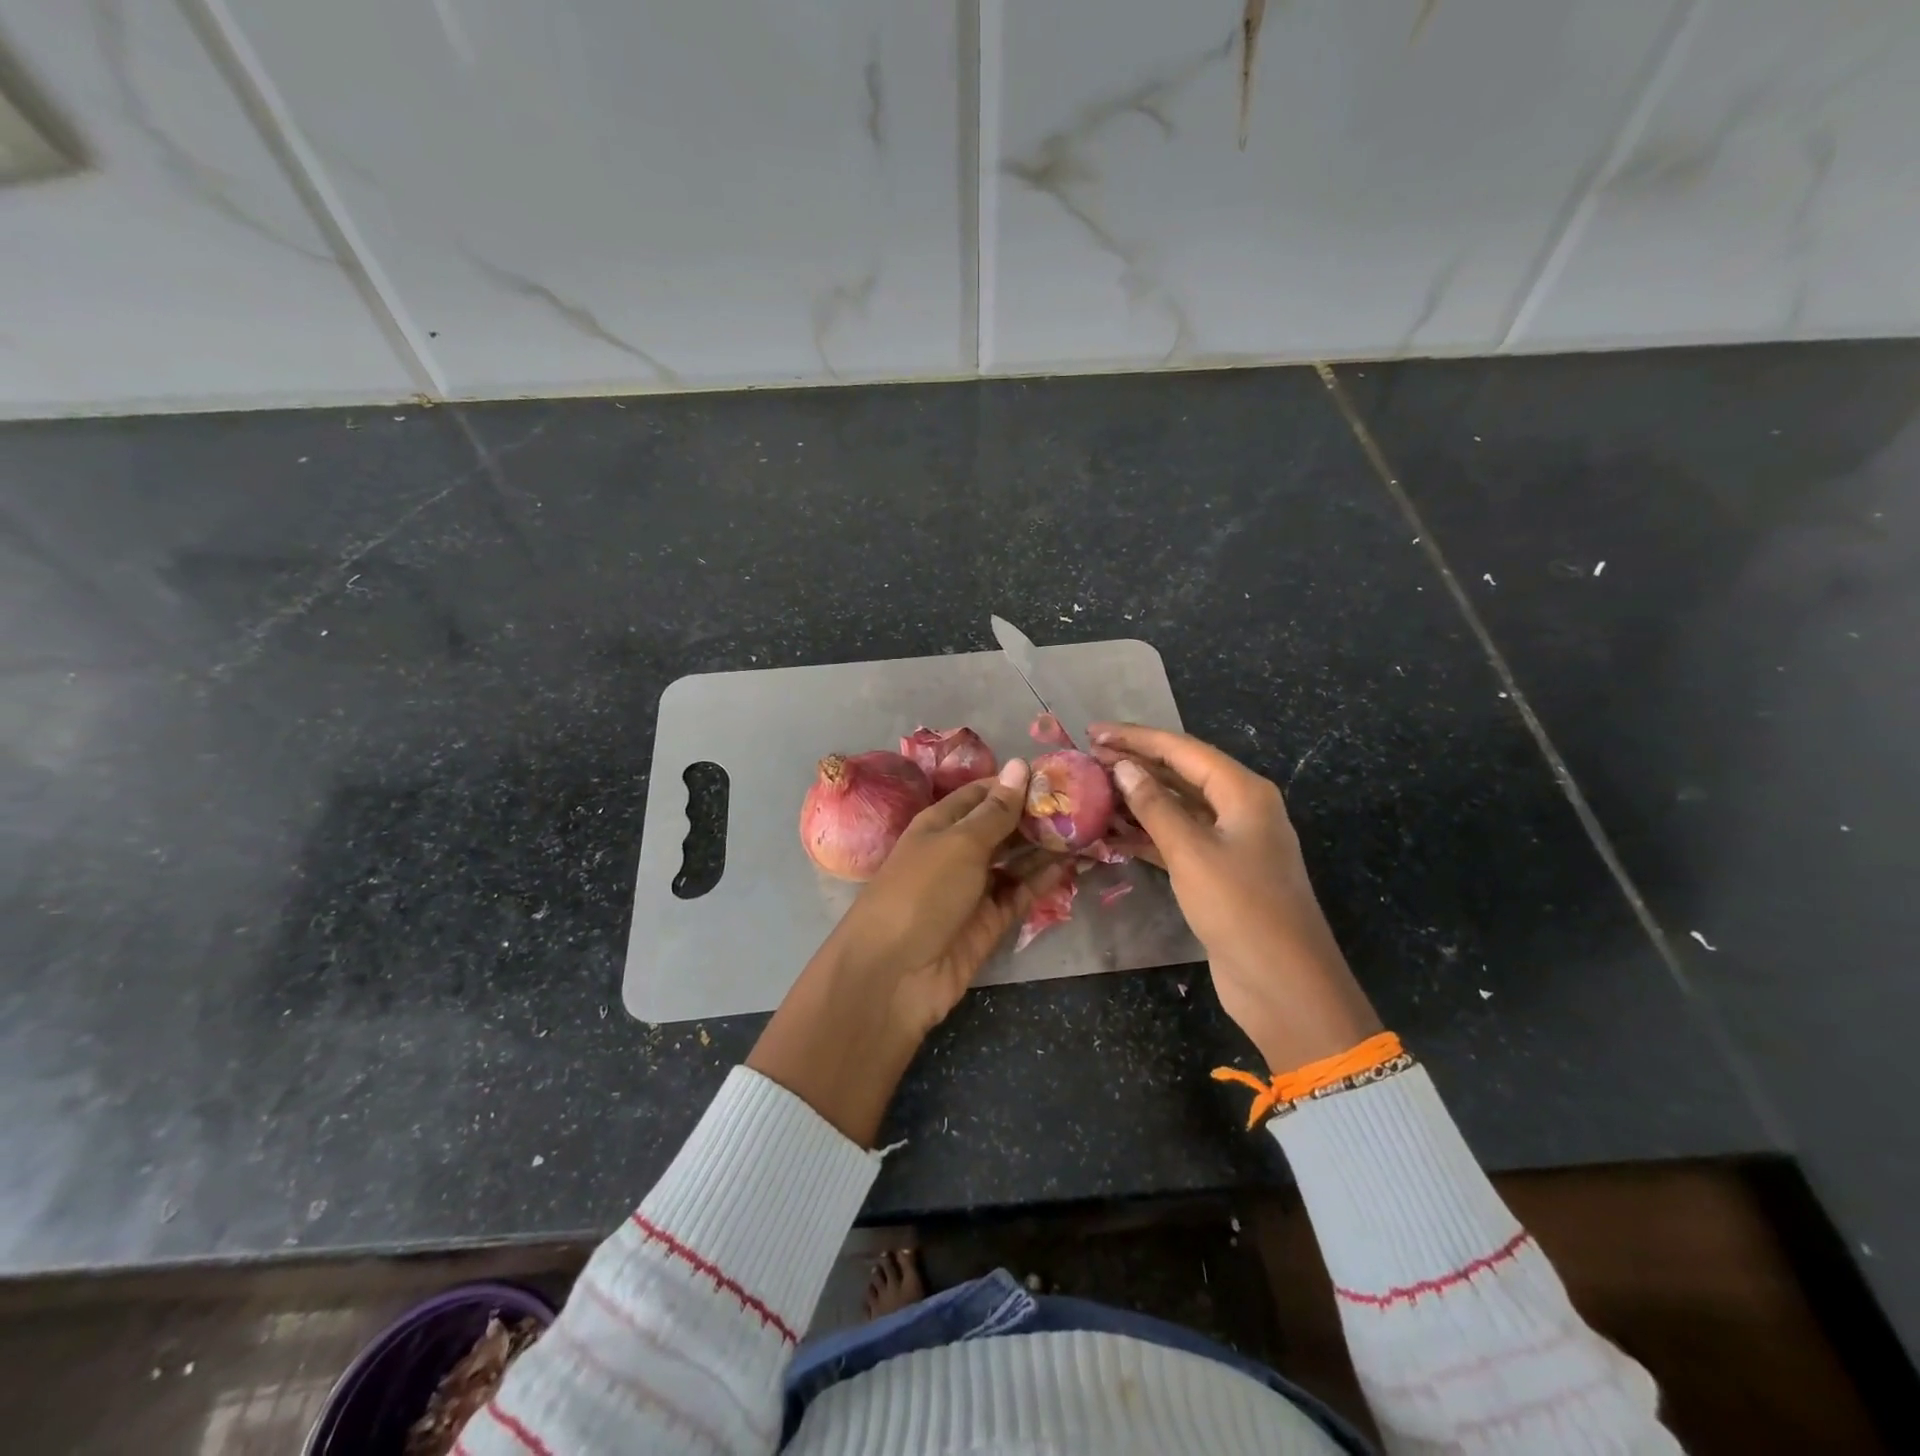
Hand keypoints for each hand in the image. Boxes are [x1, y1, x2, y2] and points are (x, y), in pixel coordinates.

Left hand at [748, 760, 1056, 1144]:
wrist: (894, 974)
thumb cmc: (922, 891)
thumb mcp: (960, 843)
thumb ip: (996, 810)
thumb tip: (1021, 764)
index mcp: (941, 824)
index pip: (982, 793)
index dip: (1015, 783)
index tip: (1058, 774)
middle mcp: (958, 851)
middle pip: (1002, 826)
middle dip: (1037, 814)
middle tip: (1088, 801)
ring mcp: (975, 888)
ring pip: (1016, 860)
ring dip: (1046, 846)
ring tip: (1090, 828)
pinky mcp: (990, 921)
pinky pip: (1021, 892)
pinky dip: (1045, 879)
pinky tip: (1074, 863)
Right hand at [1091, 723, 1380, 1073]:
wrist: (1283, 983)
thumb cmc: (1240, 908)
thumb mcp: (1191, 852)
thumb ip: (1155, 806)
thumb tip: (1124, 767)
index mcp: (1243, 792)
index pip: (1182, 750)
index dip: (1136, 738)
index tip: (1094, 733)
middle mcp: (1240, 808)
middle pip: (1181, 773)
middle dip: (1136, 764)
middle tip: (1088, 758)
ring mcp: (1232, 841)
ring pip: (1178, 807)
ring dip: (1138, 800)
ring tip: (1094, 791)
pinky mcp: (1220, 872)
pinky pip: (1179, 839)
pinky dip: (1148, 834)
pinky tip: (1113, 833)